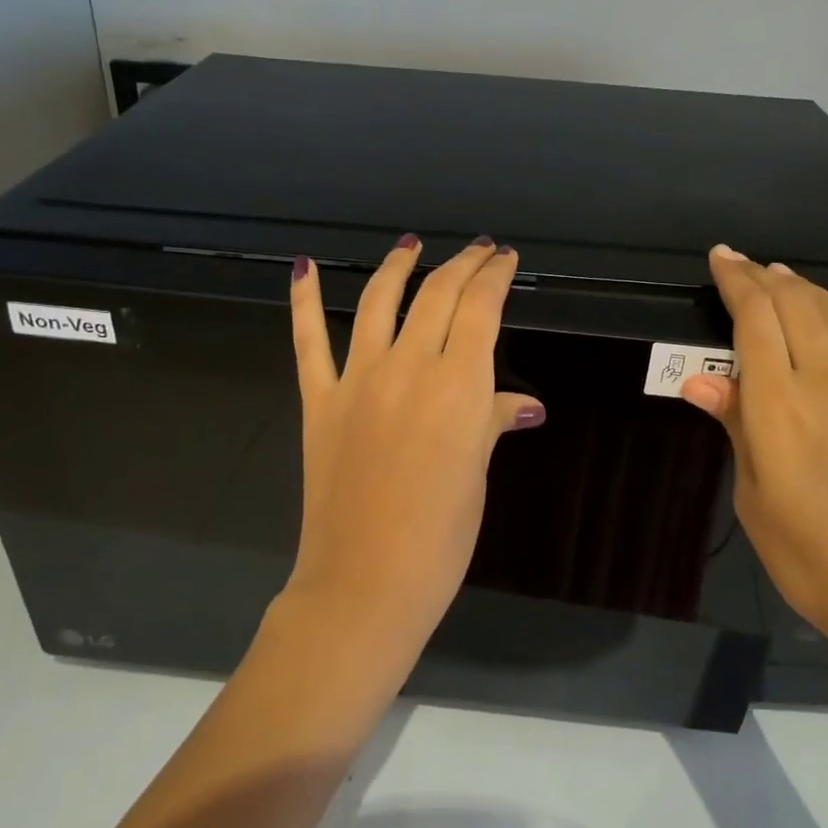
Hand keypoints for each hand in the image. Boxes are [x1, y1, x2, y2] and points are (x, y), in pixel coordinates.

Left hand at [282, 235, 544, 656]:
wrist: (365, 583)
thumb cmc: (441, 536)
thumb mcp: (477, 473)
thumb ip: (492, 422)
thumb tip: (524, 404)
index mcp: (458, 384)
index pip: (480, 308)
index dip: (495, 277)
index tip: (505, 260)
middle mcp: (408, 367)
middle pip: (437, 295)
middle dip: (462, 265)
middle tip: (479, 252)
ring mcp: (357, 380)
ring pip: (377, 301)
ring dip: (397, 267)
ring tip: (411, 245)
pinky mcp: (319, 401)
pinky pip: (308, 341)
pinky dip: (302, 301)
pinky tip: (303, 268)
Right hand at [681, 246, 827, 675]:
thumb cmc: (809, 555)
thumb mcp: (755, 496)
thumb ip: (735, 426)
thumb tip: (698, 380)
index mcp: (779, 406)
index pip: (753, 320)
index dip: (735, 282)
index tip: (720, 258)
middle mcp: (827, 379)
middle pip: (793, 304)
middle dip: (762, 277)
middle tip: (741, 265)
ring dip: (802, 285)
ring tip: (778, 273)